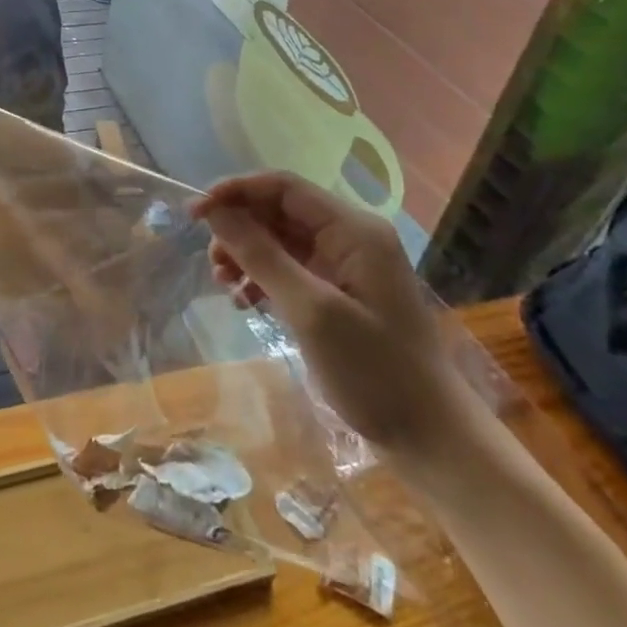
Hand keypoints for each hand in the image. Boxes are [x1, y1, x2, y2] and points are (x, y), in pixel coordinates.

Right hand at [193, 171, 473, 459]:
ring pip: (280, 240)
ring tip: (223, 284)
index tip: (195, 213)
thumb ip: (261, 256)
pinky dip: (262, 278)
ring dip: (246, 254)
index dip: (236, 191)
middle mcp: (350, 237)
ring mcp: (346, 266)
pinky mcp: (339, 293)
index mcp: (353, 230)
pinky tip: (244, 301)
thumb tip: (214, 211)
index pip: (283, 187)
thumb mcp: (311, 311)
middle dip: (239, 228)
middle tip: (210, 260)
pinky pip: (290, 268)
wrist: (431, 440)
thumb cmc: (375, 372)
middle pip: (279, 211)